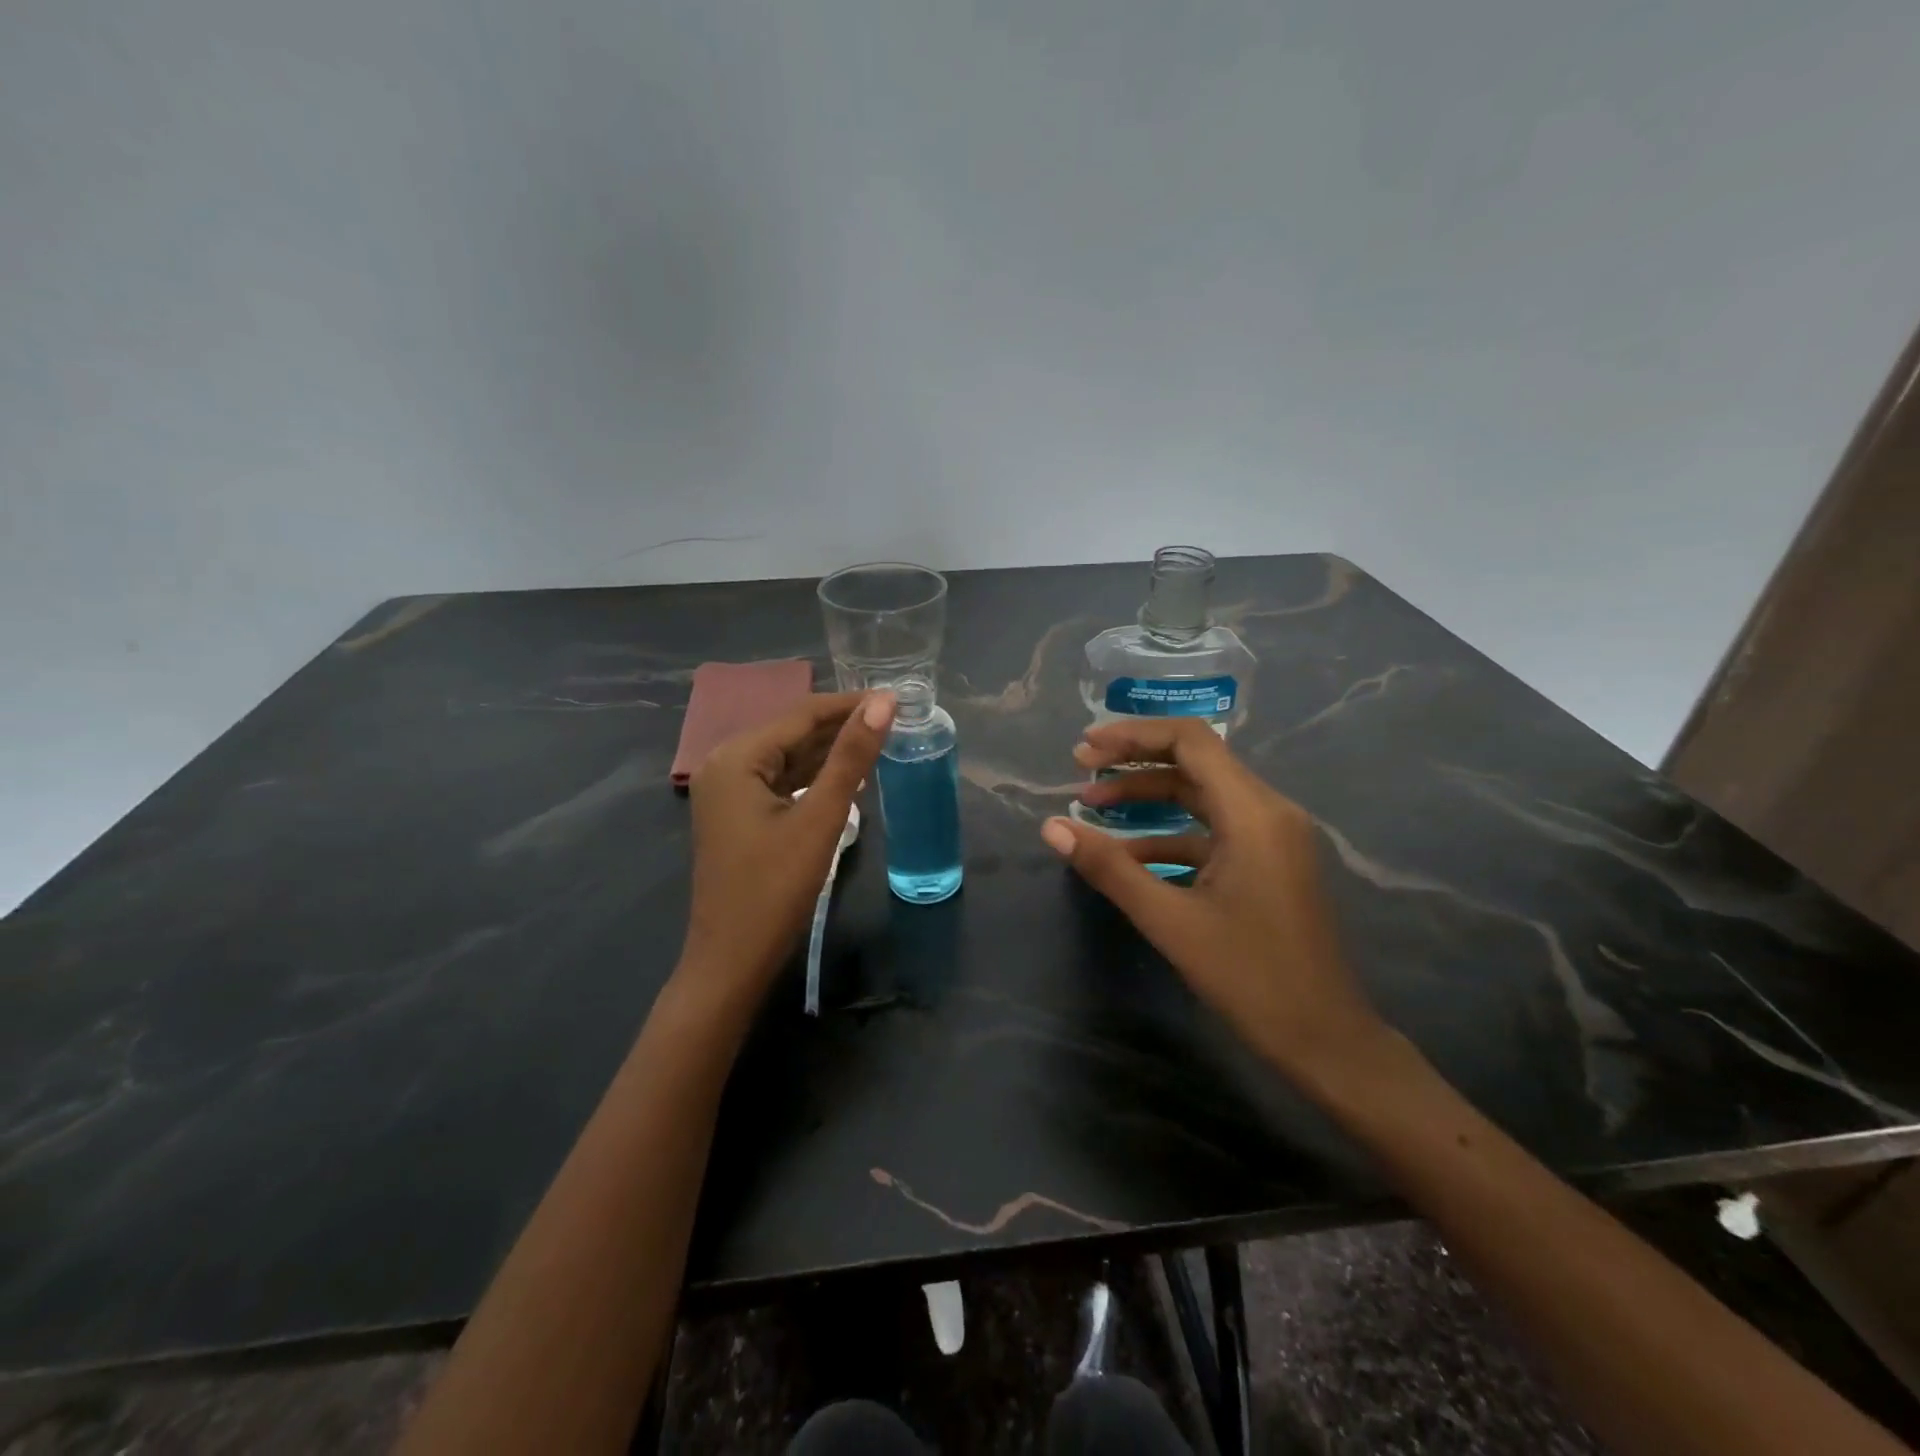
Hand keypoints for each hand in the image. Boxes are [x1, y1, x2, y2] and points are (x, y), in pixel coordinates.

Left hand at [682, 691, 895, 1009]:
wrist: (732, 960)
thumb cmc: (775, 888)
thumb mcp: (820, 818)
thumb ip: (851, 757)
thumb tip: (883, 702)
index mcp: (736, 757)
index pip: (801, 714)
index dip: (849, 703)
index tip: (896, 698)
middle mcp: (725, 764)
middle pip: (792, 732)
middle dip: (841, 726)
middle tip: (895, 720)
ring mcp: (728, 791)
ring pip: (787, 757)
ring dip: (830, 752)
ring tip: (880, 742)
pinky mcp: (737, 815)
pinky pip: (780, 781)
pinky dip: (812, 777)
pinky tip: (847, 777)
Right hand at [1040, 718, 1384, 1078]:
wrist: (1325, 1039)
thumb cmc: (1250, 978)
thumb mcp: (1169, 921)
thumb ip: (1109, 868)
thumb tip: (1051, 828)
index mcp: (1254, 813)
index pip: (1191, 742)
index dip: (1133, 735)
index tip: (1085, 747)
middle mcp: (1269, 811)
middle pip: (1195, 761)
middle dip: (1134, 762)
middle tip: (1080, 770)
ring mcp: (1273, 837)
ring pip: (1202, 796)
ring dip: (1148, 796)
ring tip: (1092, 807)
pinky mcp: (1269, 862)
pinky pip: (1213, 830)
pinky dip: (1169, 832)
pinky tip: (1128, 854)